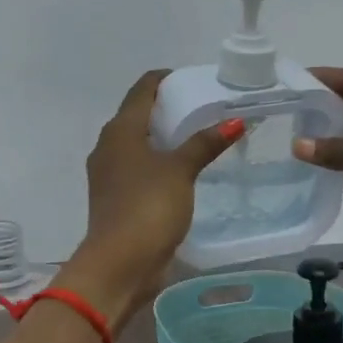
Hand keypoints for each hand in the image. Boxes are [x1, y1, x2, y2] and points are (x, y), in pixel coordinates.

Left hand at [57, 70, 242, 325]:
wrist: (119, 264)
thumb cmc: (147, 207)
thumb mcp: (180, 171)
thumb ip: (205, 143)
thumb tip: (234, 120)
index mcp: (119, 130)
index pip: (142, 89)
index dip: (165, 79)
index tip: (193, 80)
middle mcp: (108, 146)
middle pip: (138, 115)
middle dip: (167, 108)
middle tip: (203, 107)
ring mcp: (109, 174)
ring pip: (137, 143)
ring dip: (163, 138)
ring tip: (198, 136)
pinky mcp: (116, 198)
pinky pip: (139, 168)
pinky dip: (158, 162)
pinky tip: (182, 170)